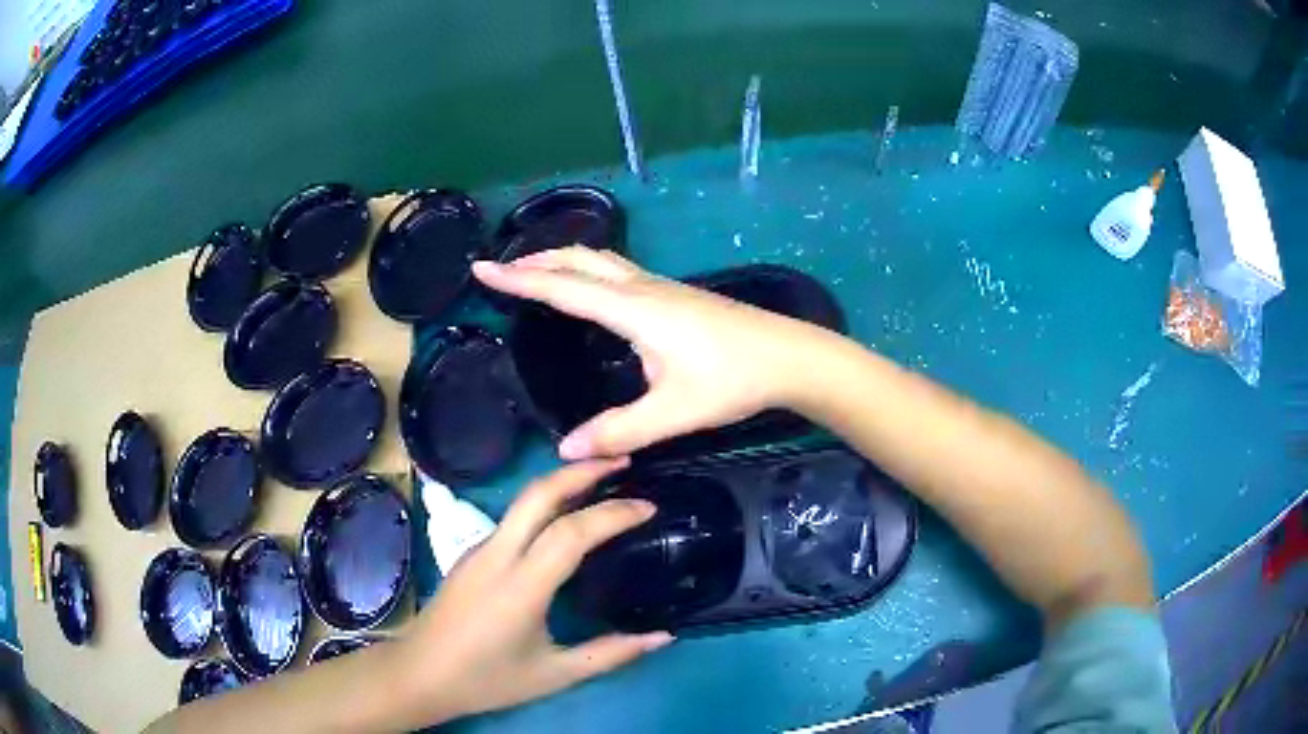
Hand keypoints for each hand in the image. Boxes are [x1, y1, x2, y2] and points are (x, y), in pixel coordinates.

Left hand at [391, 459, 672, 723]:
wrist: (419, 674)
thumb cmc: (486, 679)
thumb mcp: (554, 675)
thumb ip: (610, 654)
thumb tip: (663, 636)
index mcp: (521, 586)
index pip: (572, 533)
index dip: (613, 514)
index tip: (650, 507)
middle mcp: (498, 555)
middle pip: (539, 494)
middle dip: (582, 470)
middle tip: (623, 462)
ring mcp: (480, 549)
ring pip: (523, 501)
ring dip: (562, 482)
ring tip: (602, 482)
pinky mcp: (471, 553)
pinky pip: (514, 517)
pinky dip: (546, 504)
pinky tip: (565, 519)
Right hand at [473, 247, 833, 458]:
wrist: (789, 357)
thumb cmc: (733, 380)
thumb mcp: (673, 413)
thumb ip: (619, 431)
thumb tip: (566, 451)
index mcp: (634, 310)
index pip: (563, 288)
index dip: (519, 280)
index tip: (482, 270)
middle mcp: (642, 289)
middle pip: (579, 260)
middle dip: (535, 261)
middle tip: (500, 270)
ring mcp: (661, 287)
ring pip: (600, 260)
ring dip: (561, 260)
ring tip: (534, 272)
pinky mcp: (674, 294)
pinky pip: (617, 270)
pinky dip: (586, 269)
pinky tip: (589, 290)